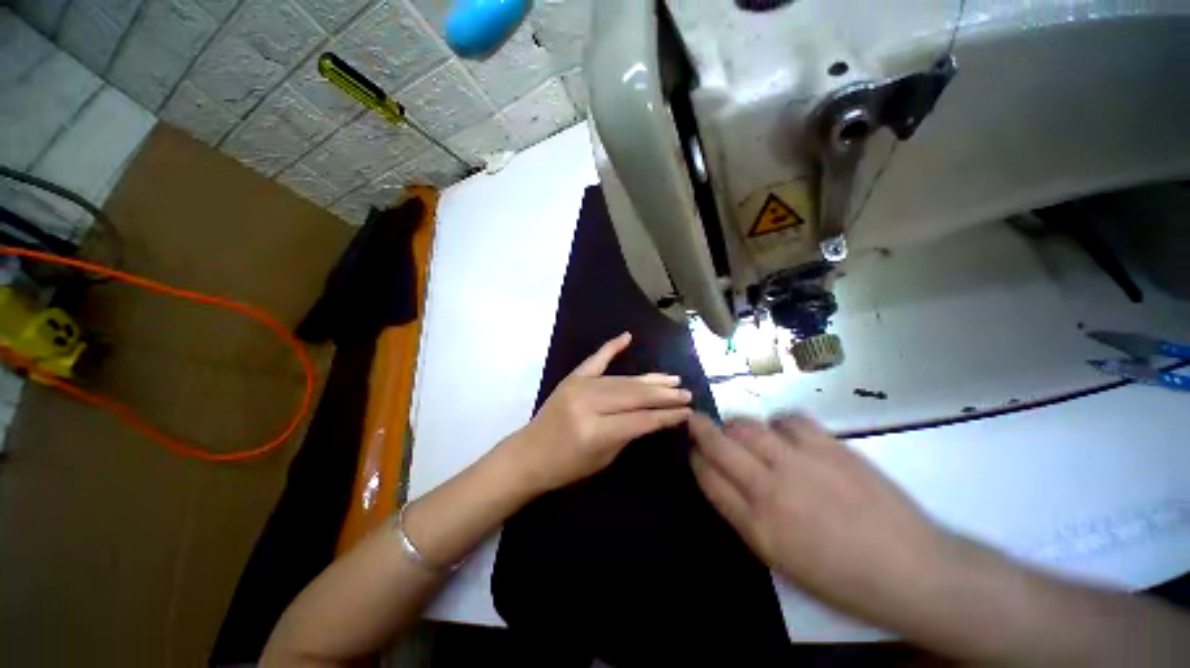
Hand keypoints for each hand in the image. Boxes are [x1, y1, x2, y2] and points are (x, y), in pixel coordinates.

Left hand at [503, 332, 692, 493]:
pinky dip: (611, 347)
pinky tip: (627, 337)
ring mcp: (578, 386)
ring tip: (672, 379)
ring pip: (622, 380)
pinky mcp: (572, 378)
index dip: (666, 415)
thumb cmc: (566, 467)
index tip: (687, 411)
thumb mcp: (603, 458)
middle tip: (685, 393)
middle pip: (634, 395)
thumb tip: (654, 414)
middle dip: (663, 394)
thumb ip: (629, 433)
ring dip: (649, 379)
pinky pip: (596, 360)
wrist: (528, 454)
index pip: (640, 419)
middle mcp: (588, 403)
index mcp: (595, 430)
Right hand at [688, 414, 959, 633]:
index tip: (693, 450)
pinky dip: (777, 422)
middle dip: (700, 428)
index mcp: (757, 525)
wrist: (912, 571)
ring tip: (738, 428)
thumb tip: (725, 481)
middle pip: (719, 444)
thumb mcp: (781, 559)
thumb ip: (745, 516)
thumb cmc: (841, 577)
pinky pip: (788, 419)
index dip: (695, 459)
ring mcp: (800, 463)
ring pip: (748, 426)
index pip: (708, 478)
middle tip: (694, 419)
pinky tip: (782, 431)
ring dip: (735, 424)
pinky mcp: (829, 446)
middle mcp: (771, 488)